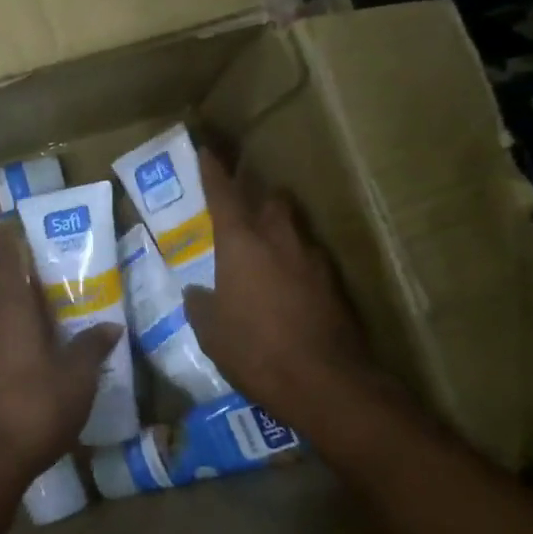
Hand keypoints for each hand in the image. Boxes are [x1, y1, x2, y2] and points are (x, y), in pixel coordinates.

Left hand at [0, 228, 122, 490]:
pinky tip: (38, 347)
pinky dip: (15, 332)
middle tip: (57, 271)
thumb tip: (111, 326)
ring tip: (53, 308)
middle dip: (28, 277)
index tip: (17, 223)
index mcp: (10, 308)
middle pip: (6, 286)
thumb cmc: (37, 404)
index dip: (13, 240)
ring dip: (22, 308)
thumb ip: (93, 345)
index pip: (8, 259)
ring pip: (0, 313)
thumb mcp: (78, 375)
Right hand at [184, 148, 391, 441]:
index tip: (207, 151)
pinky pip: (312, 261)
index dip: (213, 171)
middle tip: (246, 214)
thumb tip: (196, 293)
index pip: (224, 194)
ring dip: (281, 232)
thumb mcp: (211, 332)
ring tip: (269, 254)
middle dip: (259, 199)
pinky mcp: (335, 285)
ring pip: (296, 228)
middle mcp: (279, 240)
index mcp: (241, 243)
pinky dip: (299, 265)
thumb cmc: (255, 350)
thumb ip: (201, 305)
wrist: (324, 382)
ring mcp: (313, 260)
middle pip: (272, 200)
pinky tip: (292, 289)